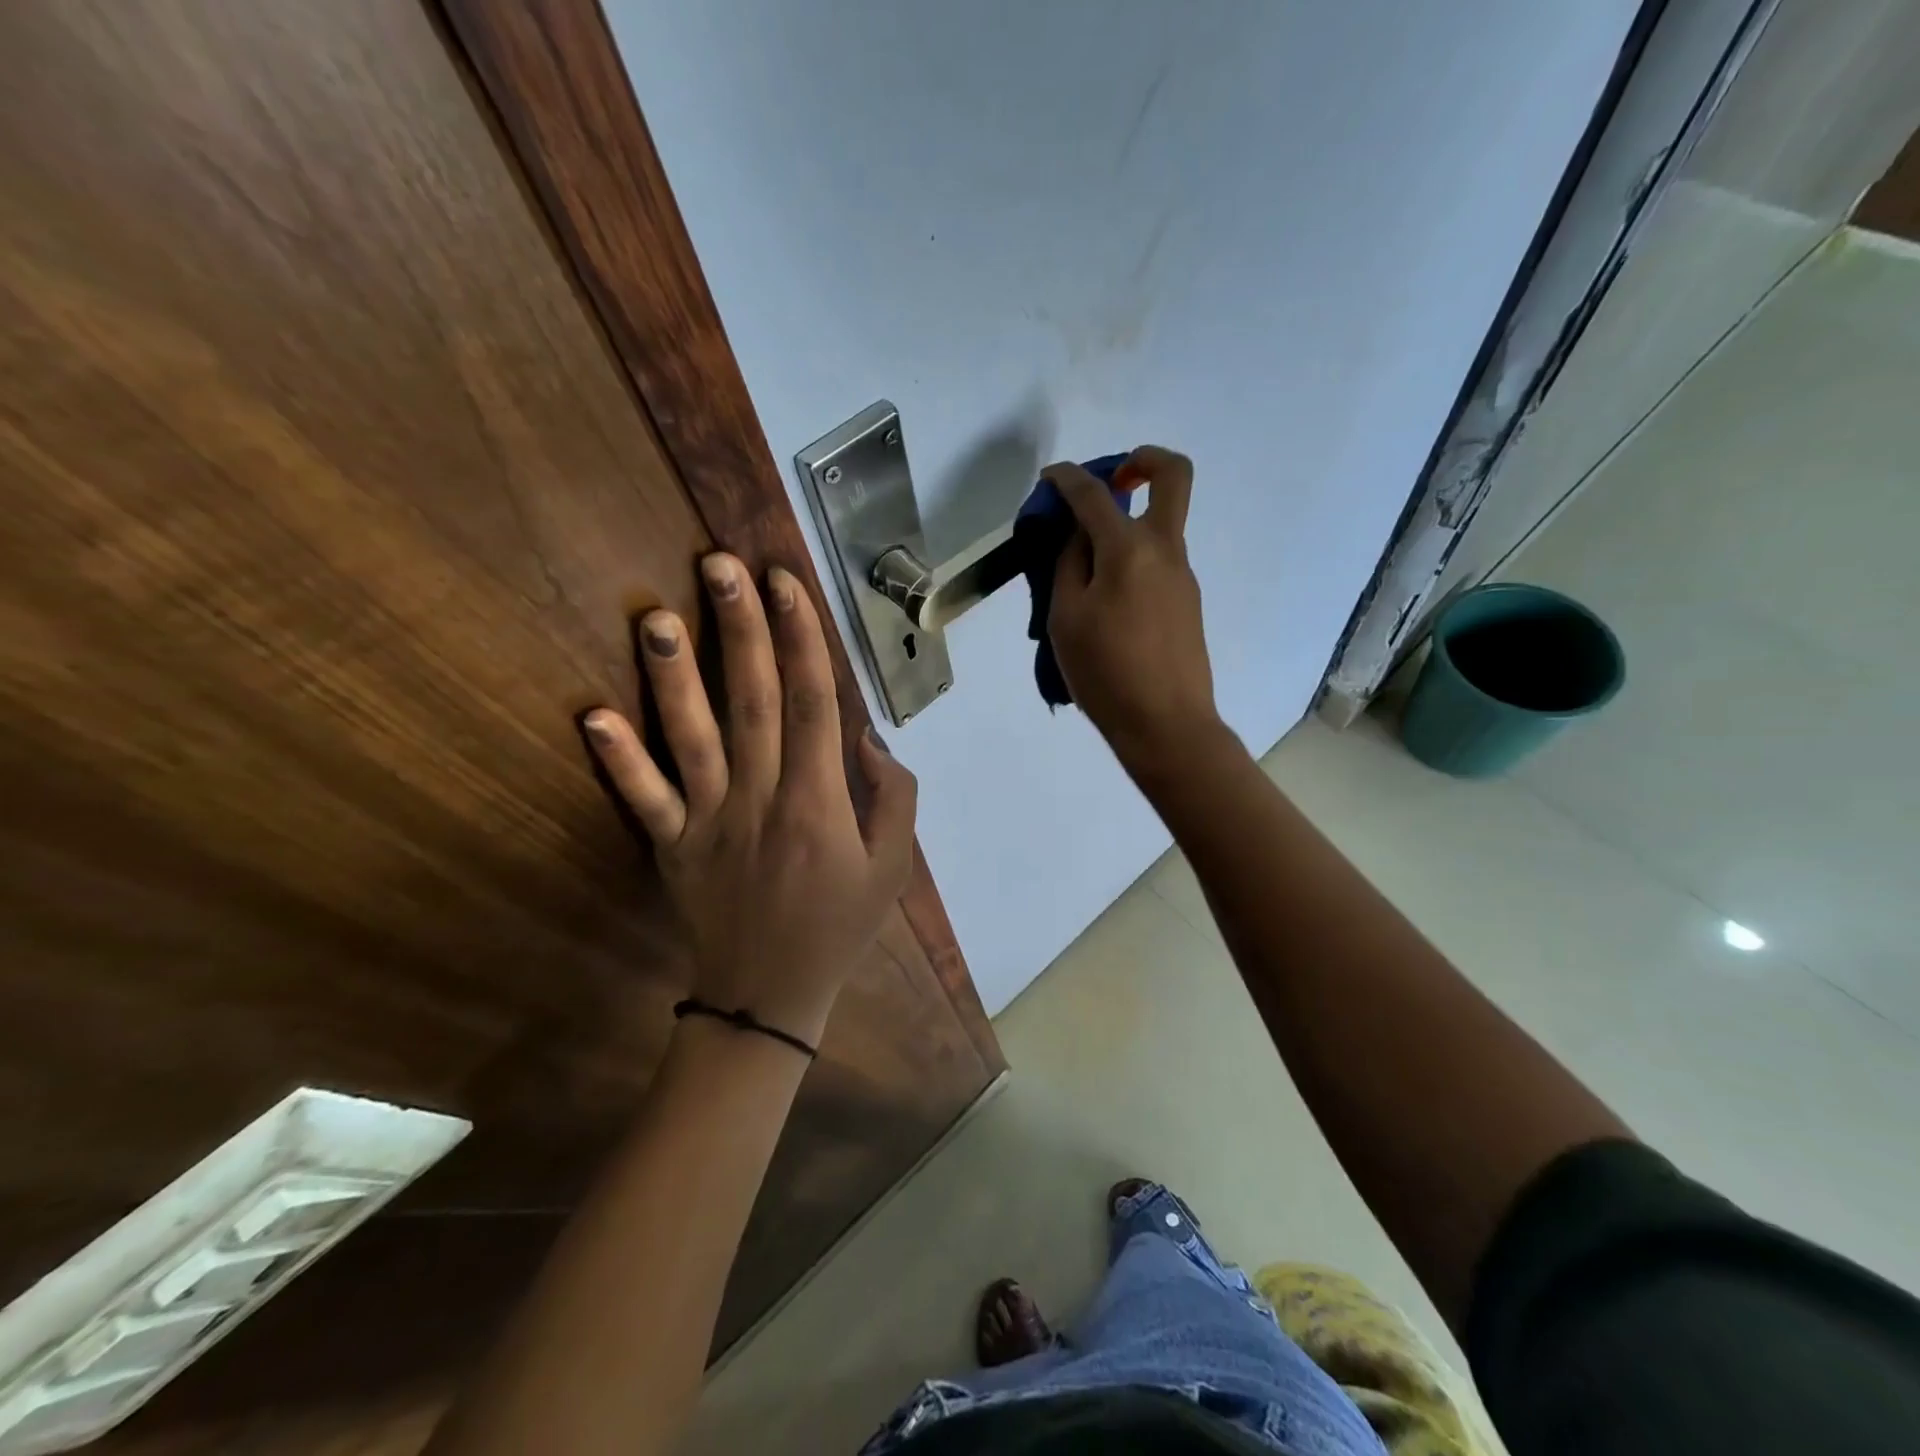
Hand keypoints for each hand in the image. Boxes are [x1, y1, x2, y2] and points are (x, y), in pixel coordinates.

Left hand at [583, 554, 917, 1046]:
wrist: (769, 996)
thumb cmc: (838, 925)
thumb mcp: (892, 868)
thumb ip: (893, 798)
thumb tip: (866, 739)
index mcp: (819, 802)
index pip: (814, 704)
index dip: (802, 640)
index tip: (787, 584)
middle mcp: (762, 799)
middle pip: (754, 702)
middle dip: (741, 631)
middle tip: (721, 567)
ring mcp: (710, 821)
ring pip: (692, 739)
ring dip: (675, 678)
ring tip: (657, 618)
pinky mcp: (672, 845)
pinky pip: (643, 800)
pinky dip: (617, 761)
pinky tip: (592, 716)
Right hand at [1046, 446, 1221, 773]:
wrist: (1165, 725)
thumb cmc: (1105, 673)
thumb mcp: (1066, 618)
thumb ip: (1069, 564)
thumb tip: (1079, 533)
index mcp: (1129, 549)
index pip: (1095, 494)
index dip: (1068, 477)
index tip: (1049, 477)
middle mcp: (1165, 549)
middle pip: (1173, 474)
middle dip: (1141, 460)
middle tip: (1109, 482)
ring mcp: (1183, 575)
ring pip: (1161, 523)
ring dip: (1126, 523)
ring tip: (1082, 568)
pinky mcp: (1187, 600)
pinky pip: (1157, 560)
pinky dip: (1130, 558)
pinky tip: (1104, 599)